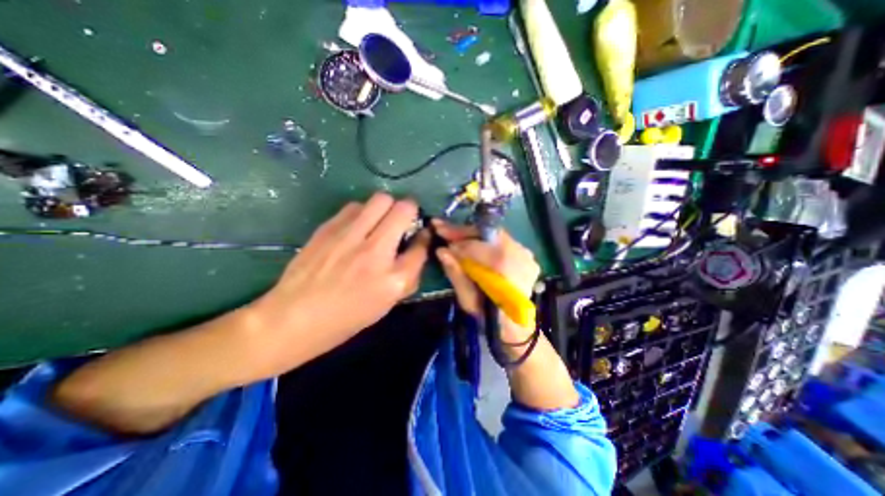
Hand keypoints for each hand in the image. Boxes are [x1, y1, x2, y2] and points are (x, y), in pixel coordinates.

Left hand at [250, 191, 430, 368]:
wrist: (294, 318)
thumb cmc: (347, 317)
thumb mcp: (388, 303)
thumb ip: (409, 273)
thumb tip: (418, 245)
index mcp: (393, 278)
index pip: (421, 243)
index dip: (425, 236)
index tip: (421, 235)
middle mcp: (374, 251)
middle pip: (403, 208)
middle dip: (409, 210)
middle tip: (402, 221)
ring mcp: (349, 236)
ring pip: (380, 199)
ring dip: (386, 208)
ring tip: (379, 223)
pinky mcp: (328, 228)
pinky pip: (355, 206)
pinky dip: (363, 212)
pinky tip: (357, 227)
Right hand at [435, 220, 538, 340]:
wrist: (516, 328)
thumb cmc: (489, 318)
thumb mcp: (467, 300)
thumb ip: (456, 273)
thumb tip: (441, 251)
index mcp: (504, 266)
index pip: (476, 244)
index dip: (455, 236)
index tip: (438, 229)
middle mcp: (520, 255)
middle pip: (487, 233)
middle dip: (463, 232)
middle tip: (444, 229)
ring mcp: (527, 255)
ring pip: (494, 237)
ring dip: (473, 236)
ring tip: (455, 238)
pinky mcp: (528, 258)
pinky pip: (503, 243)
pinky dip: (486, 243)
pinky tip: (473, 246)